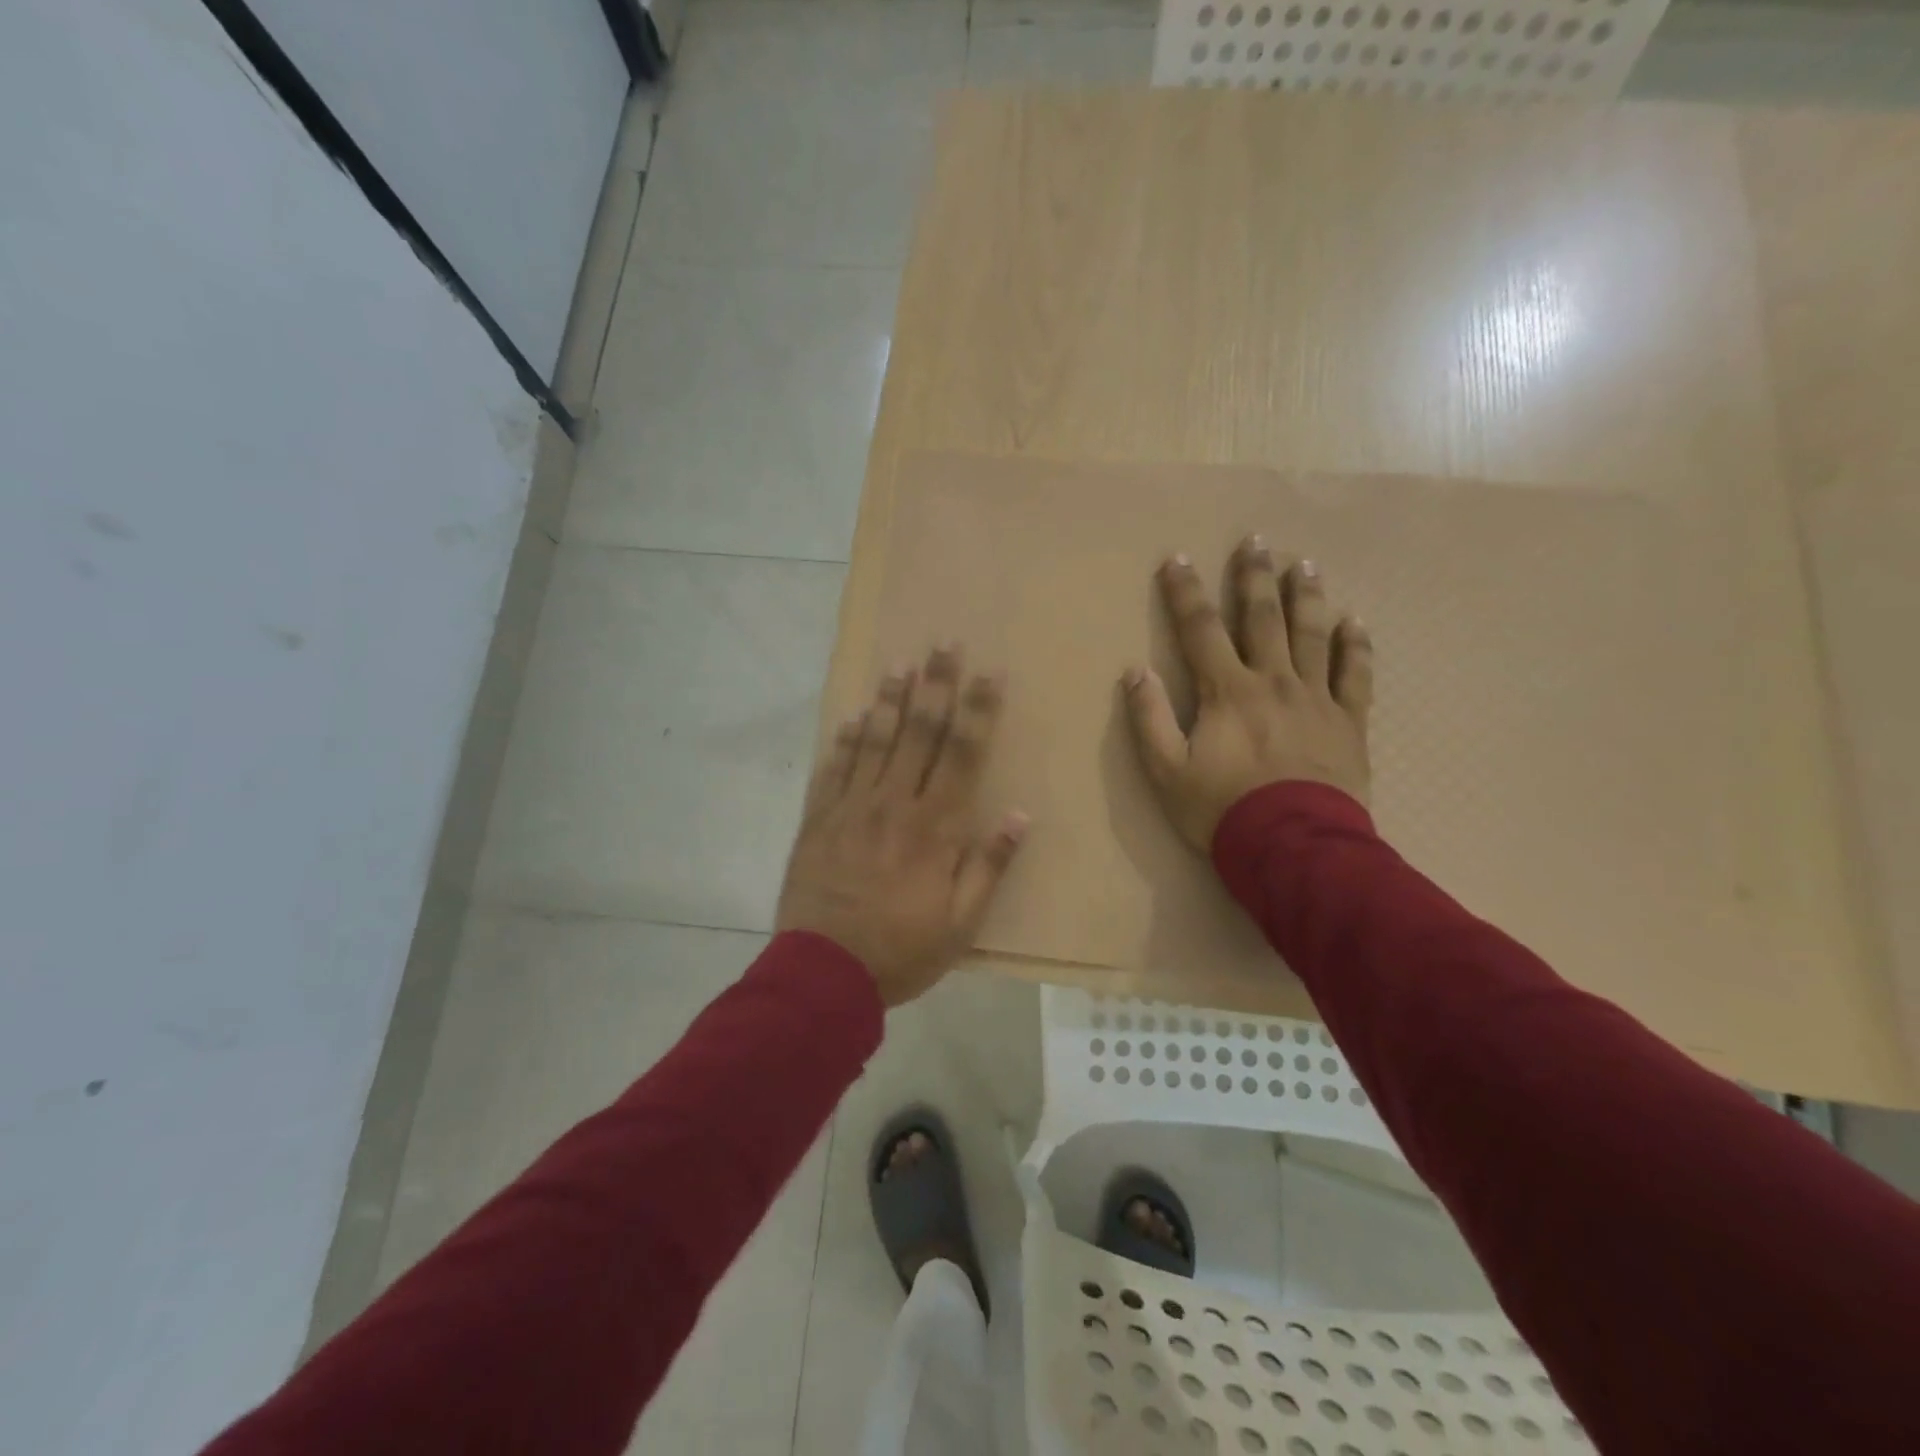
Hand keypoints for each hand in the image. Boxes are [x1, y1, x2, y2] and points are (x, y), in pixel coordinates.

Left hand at [776, 646, 1028, 1007]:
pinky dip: (842, 740)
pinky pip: (832, 769)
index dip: (978, 710)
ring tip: (899, 664)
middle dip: (935, 685)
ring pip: (874, 741)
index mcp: (935, 827)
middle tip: (943, 643)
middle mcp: (895, 804)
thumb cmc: (901, 950)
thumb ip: (989, 866)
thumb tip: (1020, 815)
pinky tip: (850, 716)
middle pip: (919, 733)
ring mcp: (851, 808)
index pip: (963, 754)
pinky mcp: (818, 821)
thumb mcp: (961, 923)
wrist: (823, 974)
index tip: (989, 673)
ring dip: (889, 700)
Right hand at [1122, 536, 1372, 851]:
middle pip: (1263, 619)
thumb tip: (1135, 671)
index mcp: (1227, 691)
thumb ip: (1149, 719)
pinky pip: (1355, 675)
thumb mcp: (1166, 771)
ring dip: (1306, 597)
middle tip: (1255, 541)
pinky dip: (1355, 646)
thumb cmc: (1221, 809)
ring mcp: (1315, 699)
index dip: (1185, 593)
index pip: (1200, 630)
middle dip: (1254, 578)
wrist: (1293, 847)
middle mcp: (1273, 681)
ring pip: (1312, 635)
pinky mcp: (1348, 722)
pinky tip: (1355, 621)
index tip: (1176, 558)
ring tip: (1303, 564)